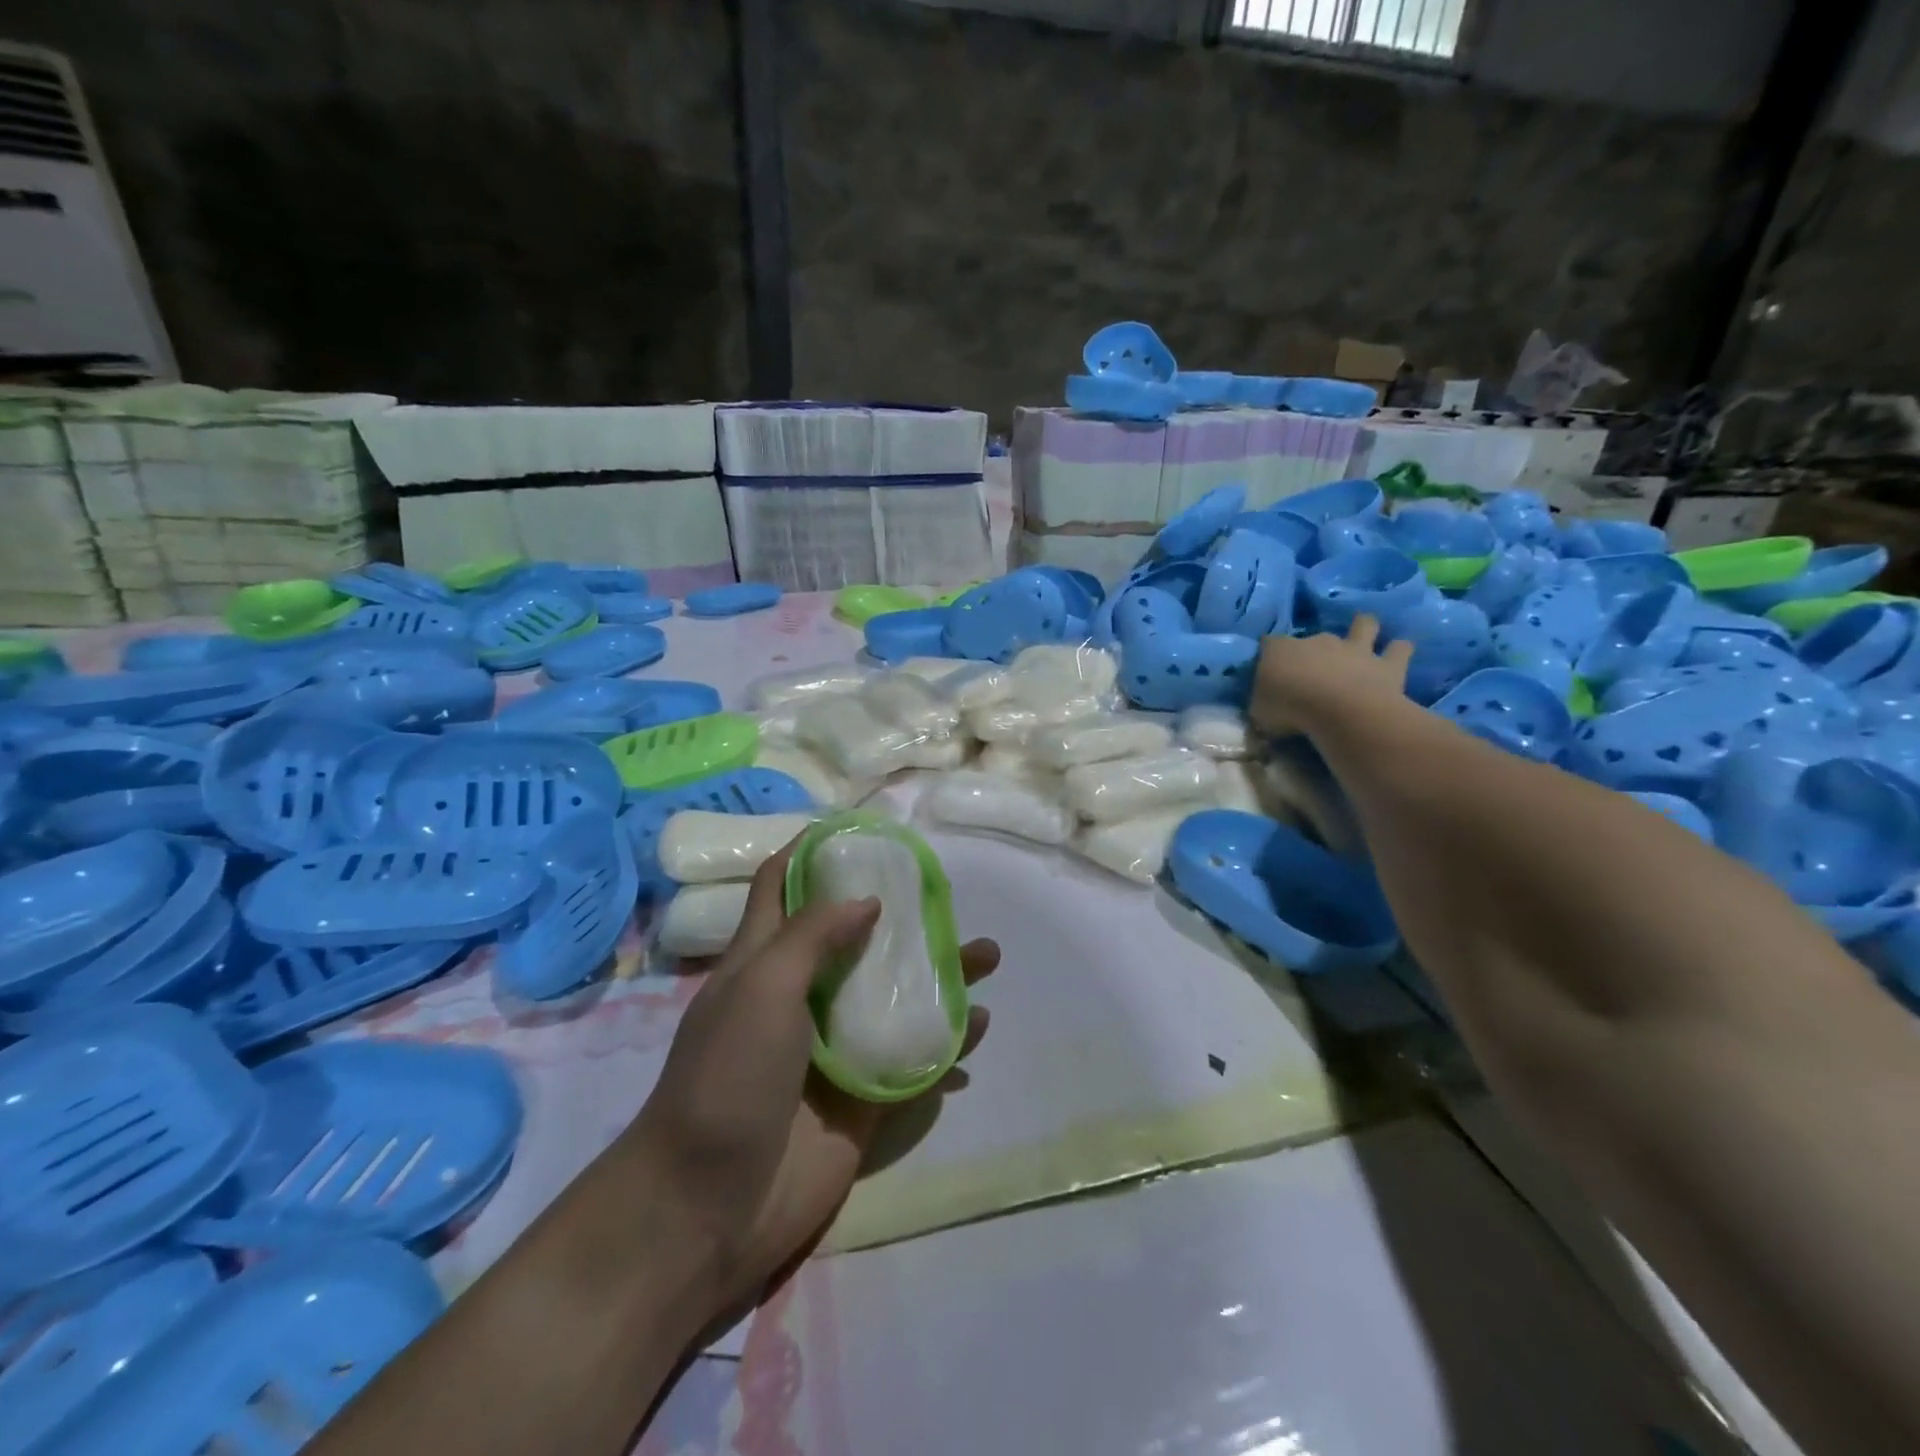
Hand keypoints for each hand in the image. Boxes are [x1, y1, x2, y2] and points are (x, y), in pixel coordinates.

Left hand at [627, 842, 998, 1317]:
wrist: (709, 1207)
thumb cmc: (726, 1079)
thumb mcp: (761, 988)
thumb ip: (813, 936)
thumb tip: (867, 901)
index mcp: (765, 961)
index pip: (783, 888)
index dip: (812, 853)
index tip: (860, 832)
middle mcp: (803, 995)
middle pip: (857, 938)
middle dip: (901, 915)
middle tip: (947, 898)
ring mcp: (836, 1047)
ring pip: (895, 995)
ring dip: (940, 976)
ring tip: (987, 958)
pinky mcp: (864, 1096)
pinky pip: (914, 1056)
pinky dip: (948, 1040)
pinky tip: (978, 1028)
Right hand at [1252, 614, 1411, 735]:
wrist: (1340, 711)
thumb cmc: (1289, 710)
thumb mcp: (1258, 713)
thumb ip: (1261, 704)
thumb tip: (1264, 706)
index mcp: (1280, 650)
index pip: (1268, 644)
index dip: (1268, 654)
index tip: (1267, 668)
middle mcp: (1318, 641)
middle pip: (1313, 636)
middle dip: (1314, 647)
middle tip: (1313, 666)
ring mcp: (1354, 649)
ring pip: (1364, 626)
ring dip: (1364, 629)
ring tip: (1364, 635)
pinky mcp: (1386, 664)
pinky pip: (1399, 649)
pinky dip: (1399, 650)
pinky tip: (1399, 653)